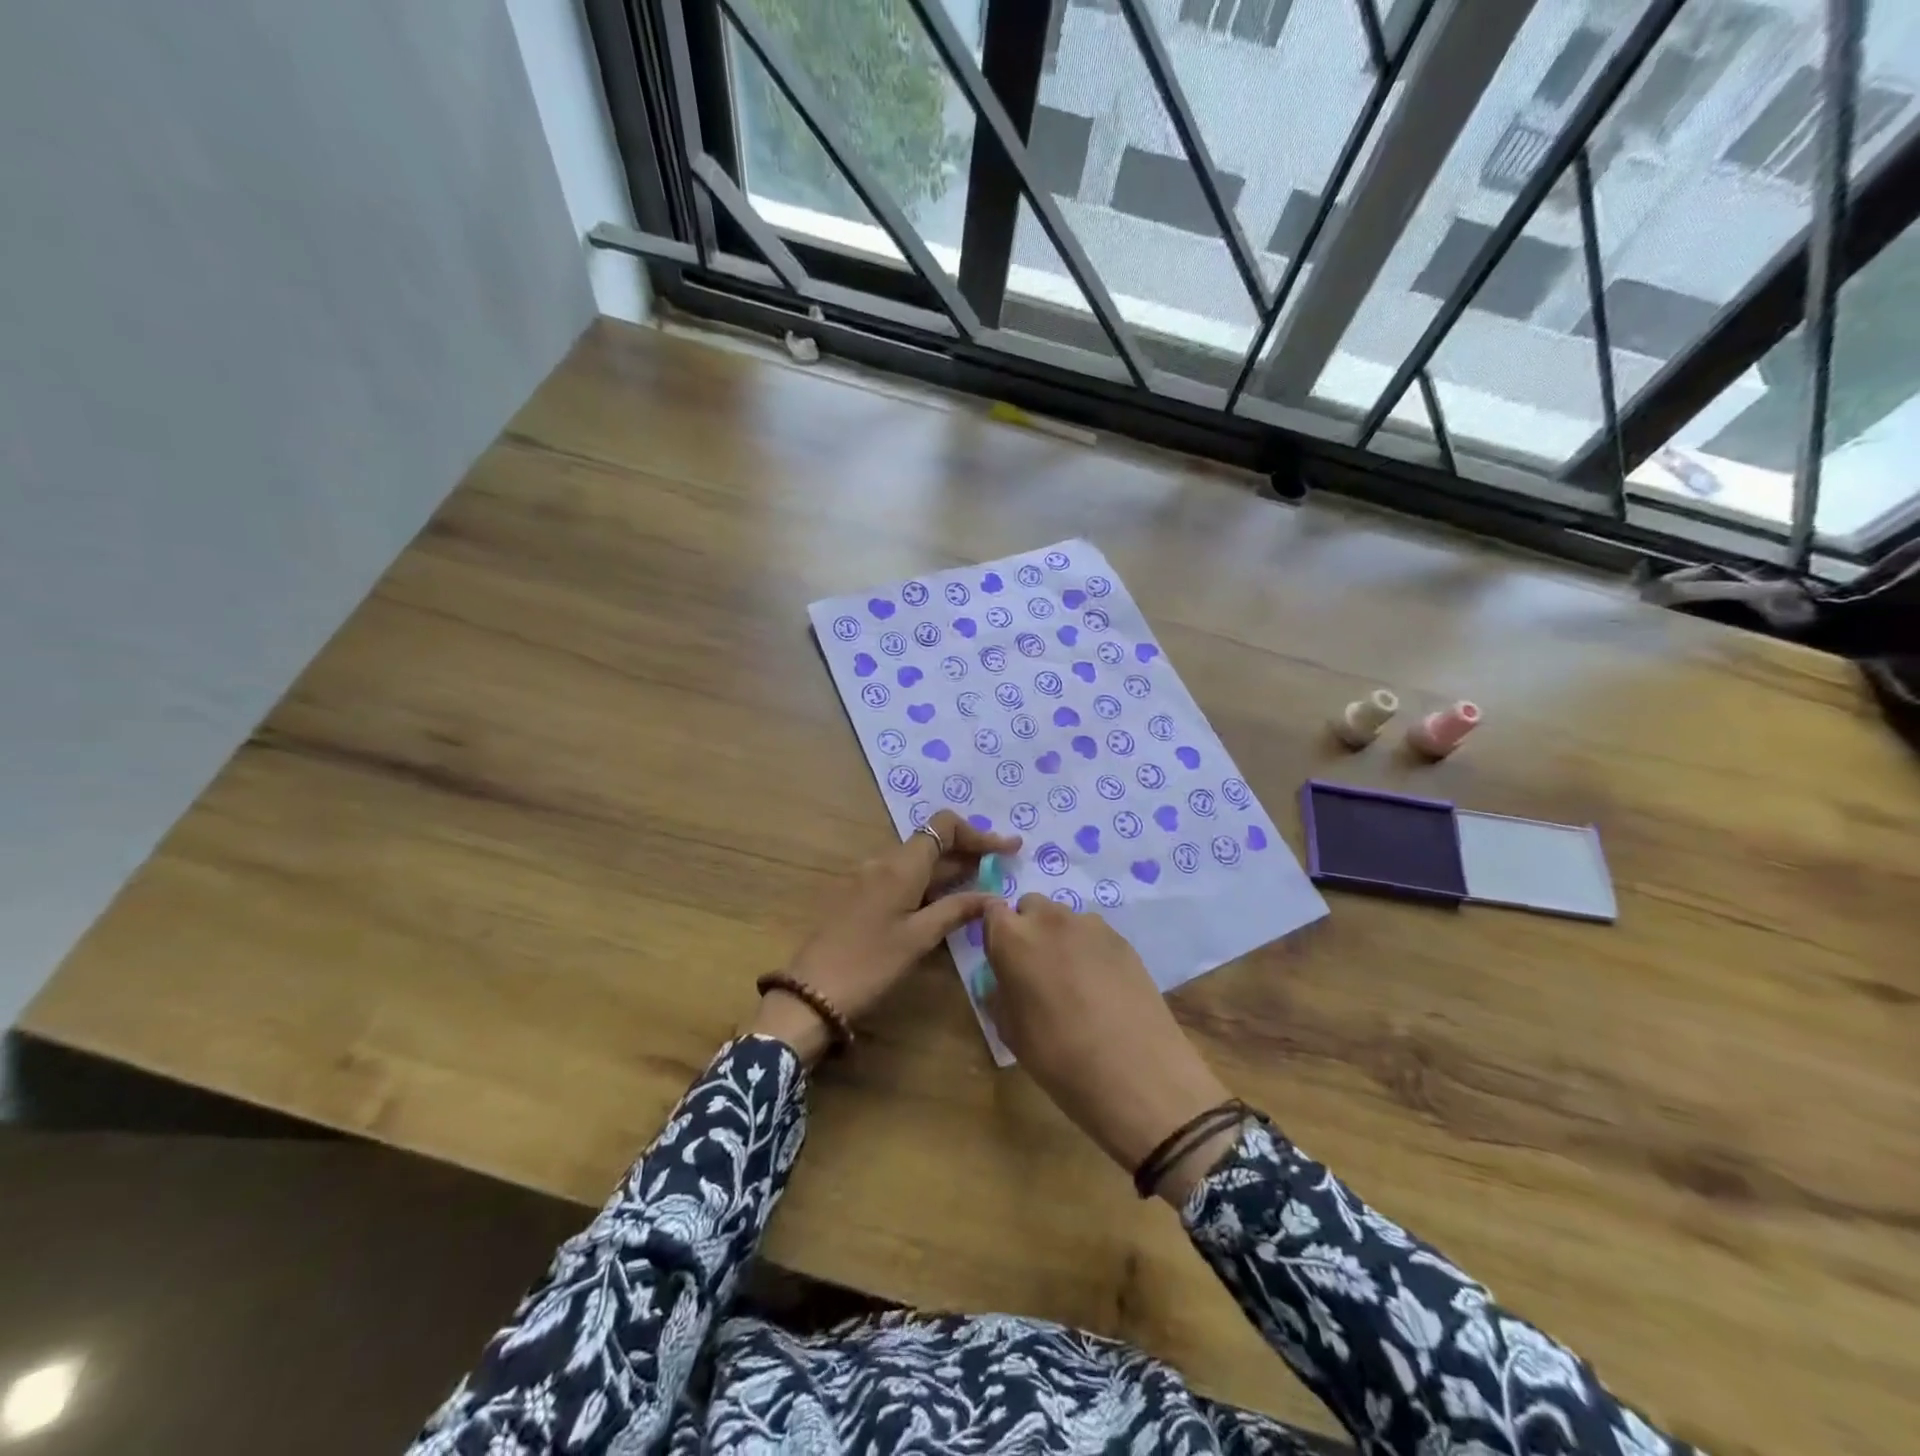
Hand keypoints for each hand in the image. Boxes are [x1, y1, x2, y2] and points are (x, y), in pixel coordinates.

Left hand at [751, 811, 1022, 1062]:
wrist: (811, 993)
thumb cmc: (869, 964)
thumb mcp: (919, 939)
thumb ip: (956, 910)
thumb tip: (991, 895)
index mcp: (900, 865)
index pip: (944, 826)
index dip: (978, 833)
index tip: (1007, 848)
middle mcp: (883, 862)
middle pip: (932, 842)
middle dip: (969, 850)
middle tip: (1004, 865)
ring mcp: (868, 878)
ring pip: (917, 862)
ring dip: (950, 868)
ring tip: (982, 883)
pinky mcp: (860, 896)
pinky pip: (902, 878)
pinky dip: (929, 883)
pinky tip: (946, 902)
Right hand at [983, 895, 1235, 1202]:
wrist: (1136, 1072)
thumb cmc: (1059, 1057)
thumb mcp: (1012, 1032)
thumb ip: (1001, 994)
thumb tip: (1004, 982)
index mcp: (1012, 938)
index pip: (991, 911)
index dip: (995, 932)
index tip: (1000, 956)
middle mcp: (1049, 919)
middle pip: (1030, 907)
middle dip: (1028, 929)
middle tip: (1035, 970)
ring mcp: (1090, 925)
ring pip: (1064, 918)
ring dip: (1060, 938)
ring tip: (1072, 980)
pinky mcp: (1122, 938)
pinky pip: (1093, 934)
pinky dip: (1089, 950)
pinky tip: (1101, 987)